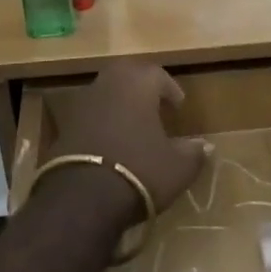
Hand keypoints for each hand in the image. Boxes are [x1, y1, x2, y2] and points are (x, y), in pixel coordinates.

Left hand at [50, 62, 209, 213]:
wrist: (82, 197)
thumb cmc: (139, 170)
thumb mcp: (177, 167)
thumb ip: (193, 153)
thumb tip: (206, 146)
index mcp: (138, 83)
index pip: (157, 74)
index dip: (170, 89)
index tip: (178, 106)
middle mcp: (109, 84)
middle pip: (127, 74)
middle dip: (141, 86)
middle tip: (153, 105)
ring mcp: (82, 103)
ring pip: (105, 92)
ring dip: (119, 103)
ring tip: (132, 125)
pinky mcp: (64, 126)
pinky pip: (89, 114)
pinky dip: (100, 122)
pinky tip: (109, 143)